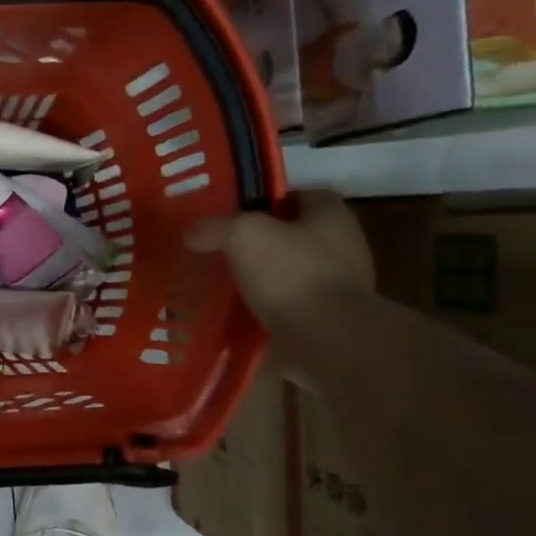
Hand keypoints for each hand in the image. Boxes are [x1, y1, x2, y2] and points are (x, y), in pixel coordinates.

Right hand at [185, 190, 373, 337]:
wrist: (327, 339)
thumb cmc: (291, 273)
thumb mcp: (242, 235)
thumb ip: (214, 228)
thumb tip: (191, 232)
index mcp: (332, 216)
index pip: (302, 196)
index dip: (270, 200)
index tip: (238, 214)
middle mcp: (344, 247)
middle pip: (297, 235)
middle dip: (264, 242)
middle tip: (225, 250)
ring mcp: (340, 287)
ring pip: (292, 273)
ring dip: (265, 279)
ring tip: (226, 285)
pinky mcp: (329, 321)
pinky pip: (292, 307)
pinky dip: (268, 309)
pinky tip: (239, 315)